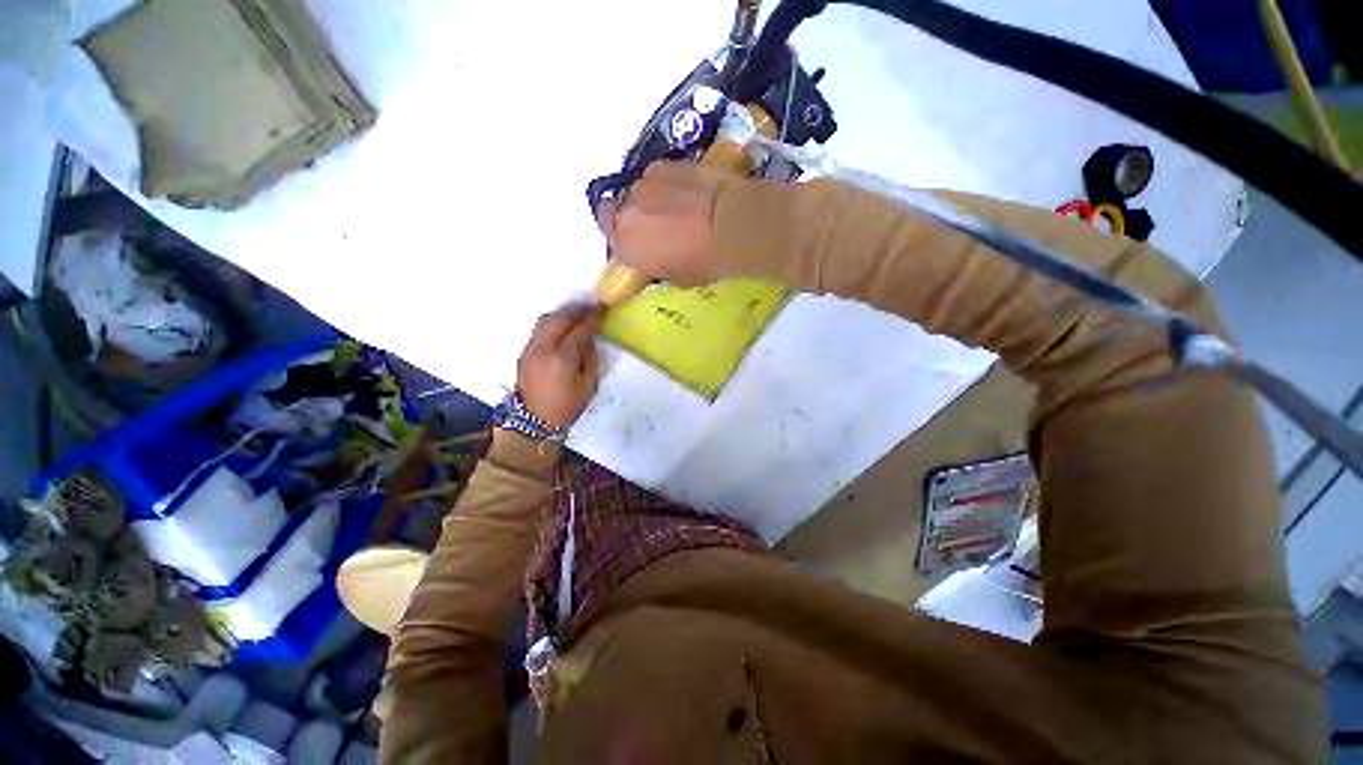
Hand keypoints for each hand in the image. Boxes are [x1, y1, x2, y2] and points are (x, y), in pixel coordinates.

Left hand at [517, 304, 605, 428]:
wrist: (534, 421)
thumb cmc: (567, 406)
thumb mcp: (588, 384)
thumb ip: (590, 358)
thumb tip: (589, 339)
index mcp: (563, 358)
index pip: (580, 329)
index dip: (592, 317)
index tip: (602, 309)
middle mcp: (544, 348)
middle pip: (560, 318)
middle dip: (577, 310)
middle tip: (591, 307)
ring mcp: (531, 349)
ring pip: (546, 320)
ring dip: (563, 313)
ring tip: (577, 313)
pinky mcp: (524, 352)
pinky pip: (539, 329)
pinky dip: (553, 322)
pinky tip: (563, 325)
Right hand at [597, 162, 726, 286]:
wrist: (728, 224)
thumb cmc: (702, 261)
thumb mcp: (675, 276)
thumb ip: (656, 263)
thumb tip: (657, 255)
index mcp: (625, 245)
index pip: (611, 238)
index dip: (624, 237)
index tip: (639, 241)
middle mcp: (625, 212)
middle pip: (621, 210)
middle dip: (636, 216)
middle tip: (659, 224)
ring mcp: (642, 184)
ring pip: (640, 192)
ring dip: (653, 199)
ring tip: (679, 206)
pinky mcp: (662, 164)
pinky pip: (658, 176)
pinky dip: (668, 183)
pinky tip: (688, 191)